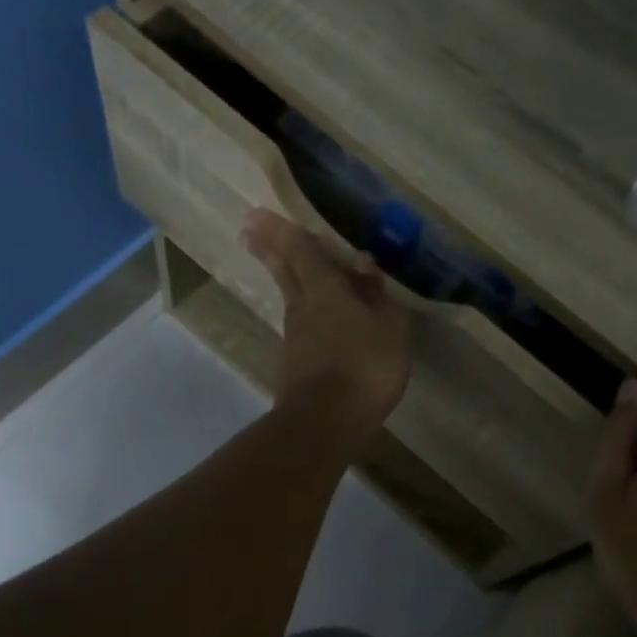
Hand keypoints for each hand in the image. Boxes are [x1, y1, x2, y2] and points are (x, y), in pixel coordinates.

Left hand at [241, 208, 411, 442]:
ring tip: (293, 270)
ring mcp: (296, 339)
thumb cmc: (364, 367)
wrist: (326, 423)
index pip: (300, 250)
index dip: (279, 229)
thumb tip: (362, 263)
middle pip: (283, 271)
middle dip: (267, 249)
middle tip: (247, 231)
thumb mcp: (388, 328)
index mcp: (324, 290)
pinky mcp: (296, 365)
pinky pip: (304, 327)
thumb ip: (376, 295)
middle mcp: (302, 308)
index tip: (253, 214)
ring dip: (288, 280)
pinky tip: (320, 321)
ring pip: (293, 299)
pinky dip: (308, 314)